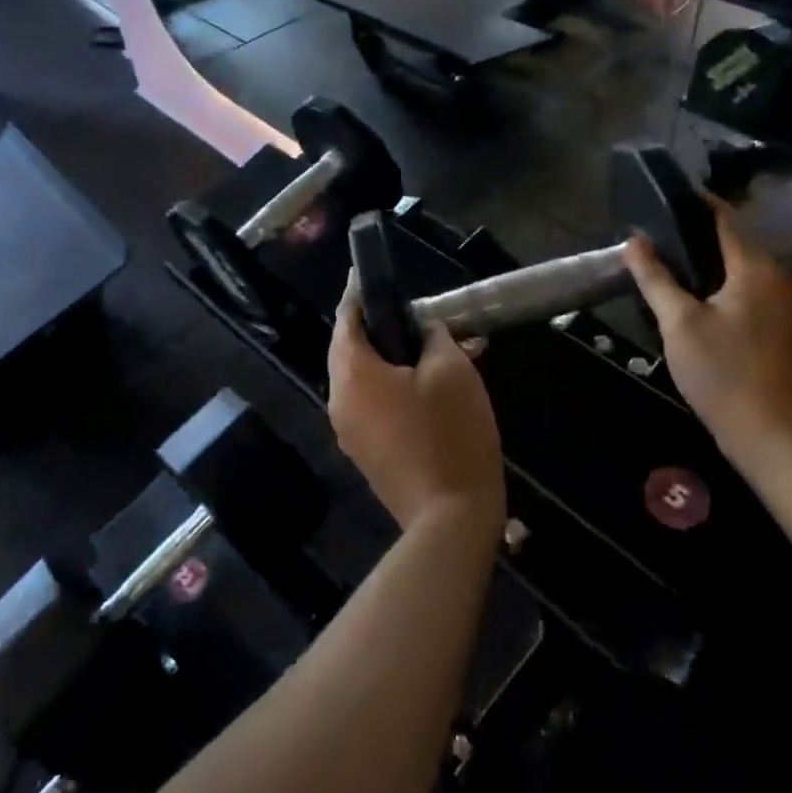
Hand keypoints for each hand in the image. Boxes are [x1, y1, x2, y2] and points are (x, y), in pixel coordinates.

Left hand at [329, 277, 504, 534]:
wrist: (451, 519)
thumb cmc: (450, 432)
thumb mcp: (450, 369)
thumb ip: (432, 336)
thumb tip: (422, 330)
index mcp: (353, 374)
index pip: (346, 319)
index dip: (359, 293)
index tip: (369, 274)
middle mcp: (340, 401)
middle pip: (352, 350)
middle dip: (383, 328)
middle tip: (417, 315)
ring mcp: (350, 432)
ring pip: (366, 379)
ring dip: (395, 360)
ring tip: (437, 350)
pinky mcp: (368, 454)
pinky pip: (375, 405)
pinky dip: (396, 387)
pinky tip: (434, 386)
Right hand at [622, 200, 791, 466]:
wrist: (771, 435)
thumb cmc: (723, 373)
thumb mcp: (679, 323)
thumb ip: (655, 278)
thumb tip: (634, 241)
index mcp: (755, 268)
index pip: (724, 218)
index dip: (694, 202)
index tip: (660, 195)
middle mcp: (775, 277)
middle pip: (732, 240)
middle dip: (693, 232)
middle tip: (651, 231)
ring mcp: (780, 302)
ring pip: (737, 266)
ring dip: (704, 259)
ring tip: (662, 258)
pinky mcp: (777, 325)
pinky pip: (743, 287)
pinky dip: (717, 281)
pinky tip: (688, 292)